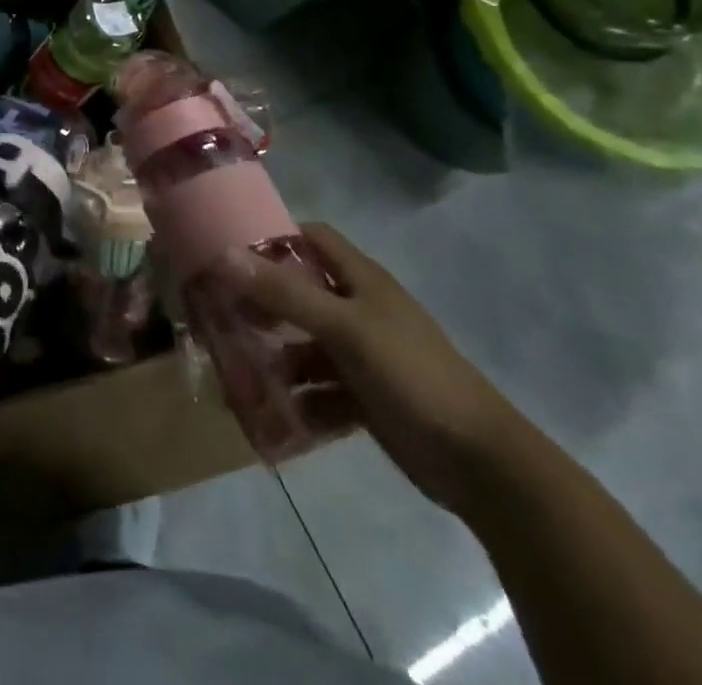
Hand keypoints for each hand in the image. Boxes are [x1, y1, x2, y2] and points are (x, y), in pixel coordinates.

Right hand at [229, 224, 528, 515]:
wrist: (480, 463)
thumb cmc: (411, 375)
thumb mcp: (345, 328)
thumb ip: (286, 293)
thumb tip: (225, 254)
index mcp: (361, 280)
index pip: (312, 239)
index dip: (274, 238)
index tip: (230, 250)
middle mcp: (360, 310)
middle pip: (301, 293)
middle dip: (263, 304)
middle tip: (221, 315)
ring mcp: (363, 355)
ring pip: (307, 345)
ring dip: (277, 358)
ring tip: (239, 373)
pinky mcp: (366, 397)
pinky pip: (320, 389)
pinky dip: (299, 398)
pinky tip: (274, 414)